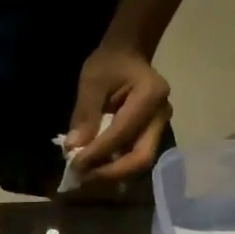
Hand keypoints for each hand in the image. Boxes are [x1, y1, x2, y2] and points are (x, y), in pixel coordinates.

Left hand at [65, 44, 170, 183]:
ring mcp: (161, 128)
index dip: (98, 153)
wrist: (129, 56)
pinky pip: (135, 159)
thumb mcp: (92, 81)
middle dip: (111, 173)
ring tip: (88, 176)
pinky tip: (96, 170)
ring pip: (140, 163)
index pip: (123, 133)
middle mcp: (161, 116)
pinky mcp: (153, 137)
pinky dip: (116, 169)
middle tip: (84, 177)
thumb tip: (73, 148)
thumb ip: (85, 114)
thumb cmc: (110, 64)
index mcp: (150, 95)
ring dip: (113, 175)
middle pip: (142, 157)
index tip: (75, 164)